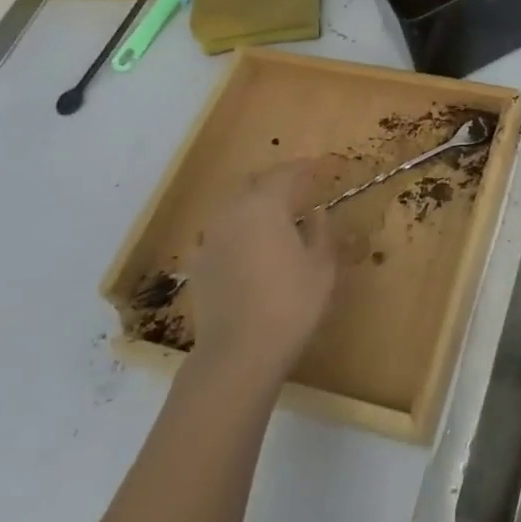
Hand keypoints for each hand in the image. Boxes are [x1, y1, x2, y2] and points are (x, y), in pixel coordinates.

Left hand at [189, 162, 336, 383]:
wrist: (238, 353)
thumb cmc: (290, 304)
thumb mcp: (322, 266)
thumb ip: (321, 231)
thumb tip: (317, 213)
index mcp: (265, 205)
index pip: (285, 173)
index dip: (304, 167)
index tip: (319, 167)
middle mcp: (232, 212)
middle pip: (253, 183)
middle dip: (275, 181)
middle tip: (298, 189)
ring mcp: (210, 238)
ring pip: (233, 206)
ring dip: (254, 204)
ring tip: (275, 218)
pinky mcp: (198, 264)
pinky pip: (221, 233)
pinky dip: (238, 230)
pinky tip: (250, 248)